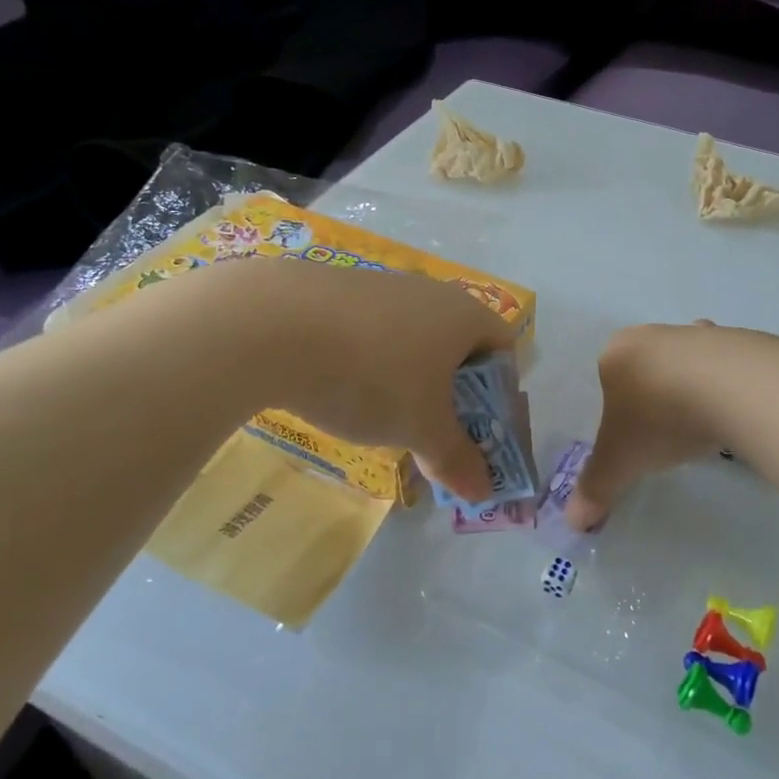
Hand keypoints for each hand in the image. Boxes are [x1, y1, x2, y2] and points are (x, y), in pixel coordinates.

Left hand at [197, 257, 517, 501]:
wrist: (274, 323)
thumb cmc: (372, 375)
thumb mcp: (421, 428)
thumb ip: (457, 459)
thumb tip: (485, 492)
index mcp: (465, 315)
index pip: (504, 349)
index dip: (501, 395)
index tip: (479, 432)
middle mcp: (430, 292)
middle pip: (458, 346)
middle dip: (452, 394)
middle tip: (434, 435)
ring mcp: (381, 286)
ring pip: (412, 340)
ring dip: (409, 381)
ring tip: (383, 419)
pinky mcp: (337, 290)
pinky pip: (371, 333)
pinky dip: (369, 364)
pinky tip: (340, 390)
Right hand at [567, 322, 724, 529]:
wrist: (732, 388)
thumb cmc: (660, 418)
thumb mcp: (621, 461)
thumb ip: (596, 487)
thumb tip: (573, 522)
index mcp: (617, 352)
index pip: (608, 378)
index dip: (618, 409)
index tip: (635, 435)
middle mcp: (653, 333)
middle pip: (647, 366)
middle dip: (655, 395)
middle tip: (667, 431)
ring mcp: (697, 334)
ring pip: (687, 362)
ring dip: (692, 387)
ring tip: (703, 424)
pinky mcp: (737, 340)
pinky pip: (726, 365)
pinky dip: (728, 385)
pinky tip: (735, 411)